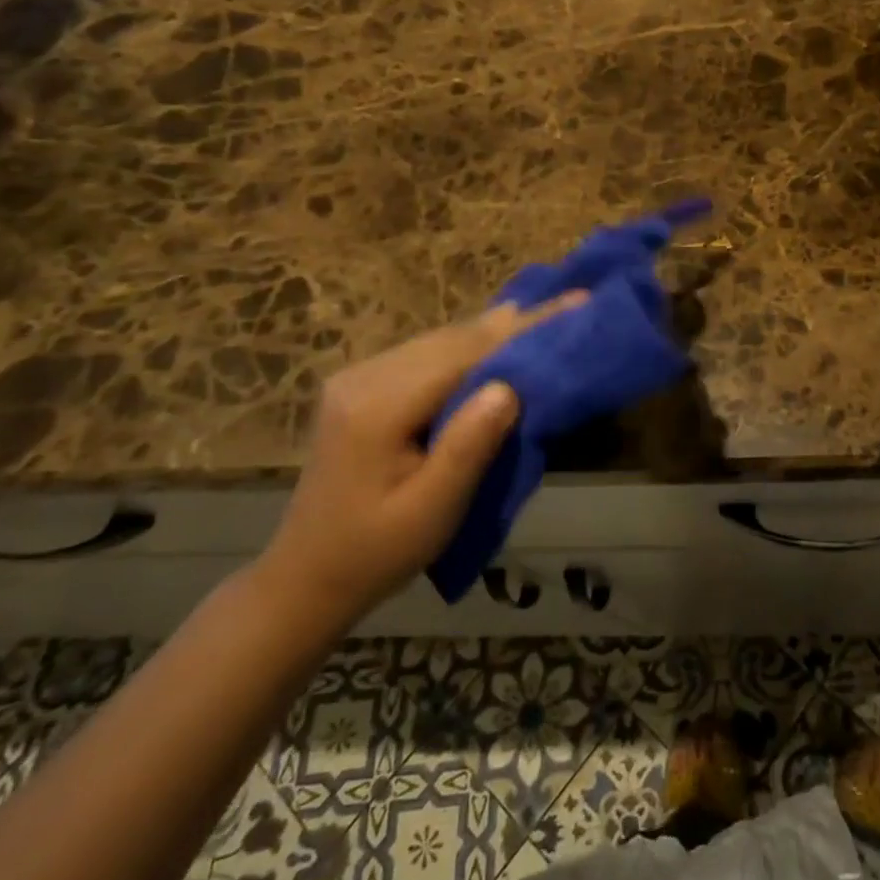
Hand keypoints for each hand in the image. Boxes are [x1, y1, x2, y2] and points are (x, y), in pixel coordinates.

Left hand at [252, 294, 583, 631]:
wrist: (305, 576)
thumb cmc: (376, 553)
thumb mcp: (431, 511)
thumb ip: (468, 447)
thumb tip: (508, 386)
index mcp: (378, 408)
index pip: (464, 355)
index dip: (522, 330)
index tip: (574, 304)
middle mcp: (364, 379)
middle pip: (452, 340)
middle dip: (513, 323)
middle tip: (570, 303)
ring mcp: (357, 379)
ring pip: (439, 342)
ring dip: (491, 331)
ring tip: (541, 313)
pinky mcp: (360, 388)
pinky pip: (425, 355)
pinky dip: (466, 346)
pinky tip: (492, 338)